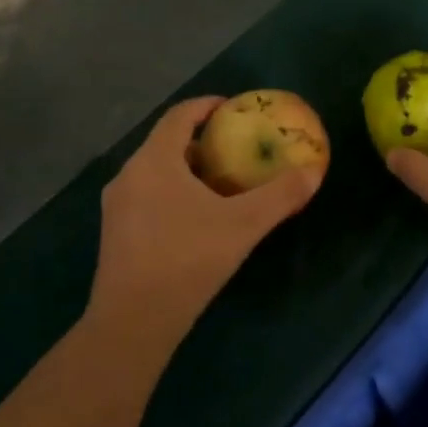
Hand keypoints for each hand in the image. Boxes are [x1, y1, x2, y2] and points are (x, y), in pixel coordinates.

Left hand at [86, 96, 321, 349]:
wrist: (133, 321)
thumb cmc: (187, 259)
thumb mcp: (243, 226)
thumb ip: (279, 196)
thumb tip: (313, 173)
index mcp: (154, 161)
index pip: (178, 115)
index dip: (205, 106)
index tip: (231, 107)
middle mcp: (128, 174)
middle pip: (165, 143)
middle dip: (200, 141)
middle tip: (233, 149)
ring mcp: (116, 205)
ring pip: (154, 172)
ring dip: (185, 170)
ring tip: (218, 184)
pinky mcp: (114, 233)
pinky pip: (146, 196)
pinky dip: (171, 193)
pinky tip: (194, 219)